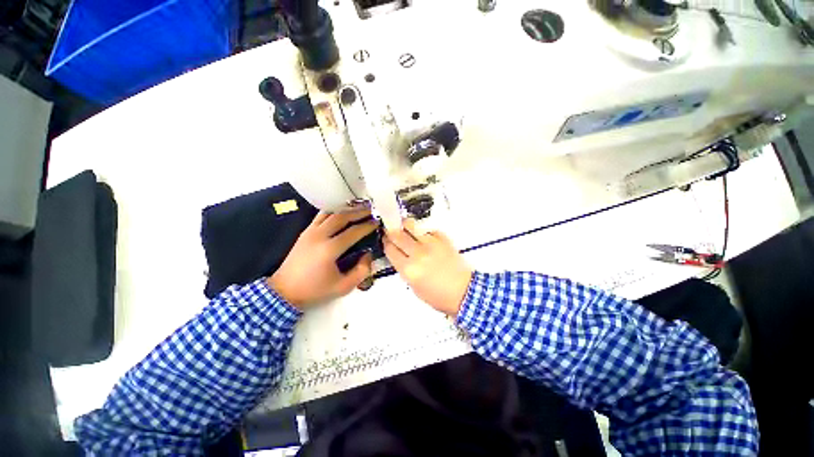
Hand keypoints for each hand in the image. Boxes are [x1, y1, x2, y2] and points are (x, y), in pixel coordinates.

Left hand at [269, 210, 377, 308]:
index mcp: (330, 249)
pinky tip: (339, 214)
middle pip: (342, 217)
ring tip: (357, 208)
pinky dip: (332, 212)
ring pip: (330, 213)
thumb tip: (368, 255)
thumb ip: (360, 271)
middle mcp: (320, 236)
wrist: (286, 289)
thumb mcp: (342, 287)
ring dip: (345, 209)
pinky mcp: (304, 233)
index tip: (377, 223)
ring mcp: (310, 232)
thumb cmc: (314, 290)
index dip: (367, 226)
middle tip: (371, 210)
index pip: (353, 232)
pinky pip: (320, 217)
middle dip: (358, 212)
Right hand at [384, 219, 472, 315]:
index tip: (385, 240)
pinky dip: (424, 232)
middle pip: (397, 235)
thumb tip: (400, 257)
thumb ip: (405, 270)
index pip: (390, 249)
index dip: (386, 243)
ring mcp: (431, 244)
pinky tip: (424, 237)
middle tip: (391, 230)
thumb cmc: (440, 296)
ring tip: (404, 226)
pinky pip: (429, 230)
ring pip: (412, 226)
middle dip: (391, 231)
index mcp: (409, 269)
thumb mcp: (415, 288)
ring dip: (405, 225)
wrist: (463, 292)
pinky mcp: (443, 240)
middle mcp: (418, 254)